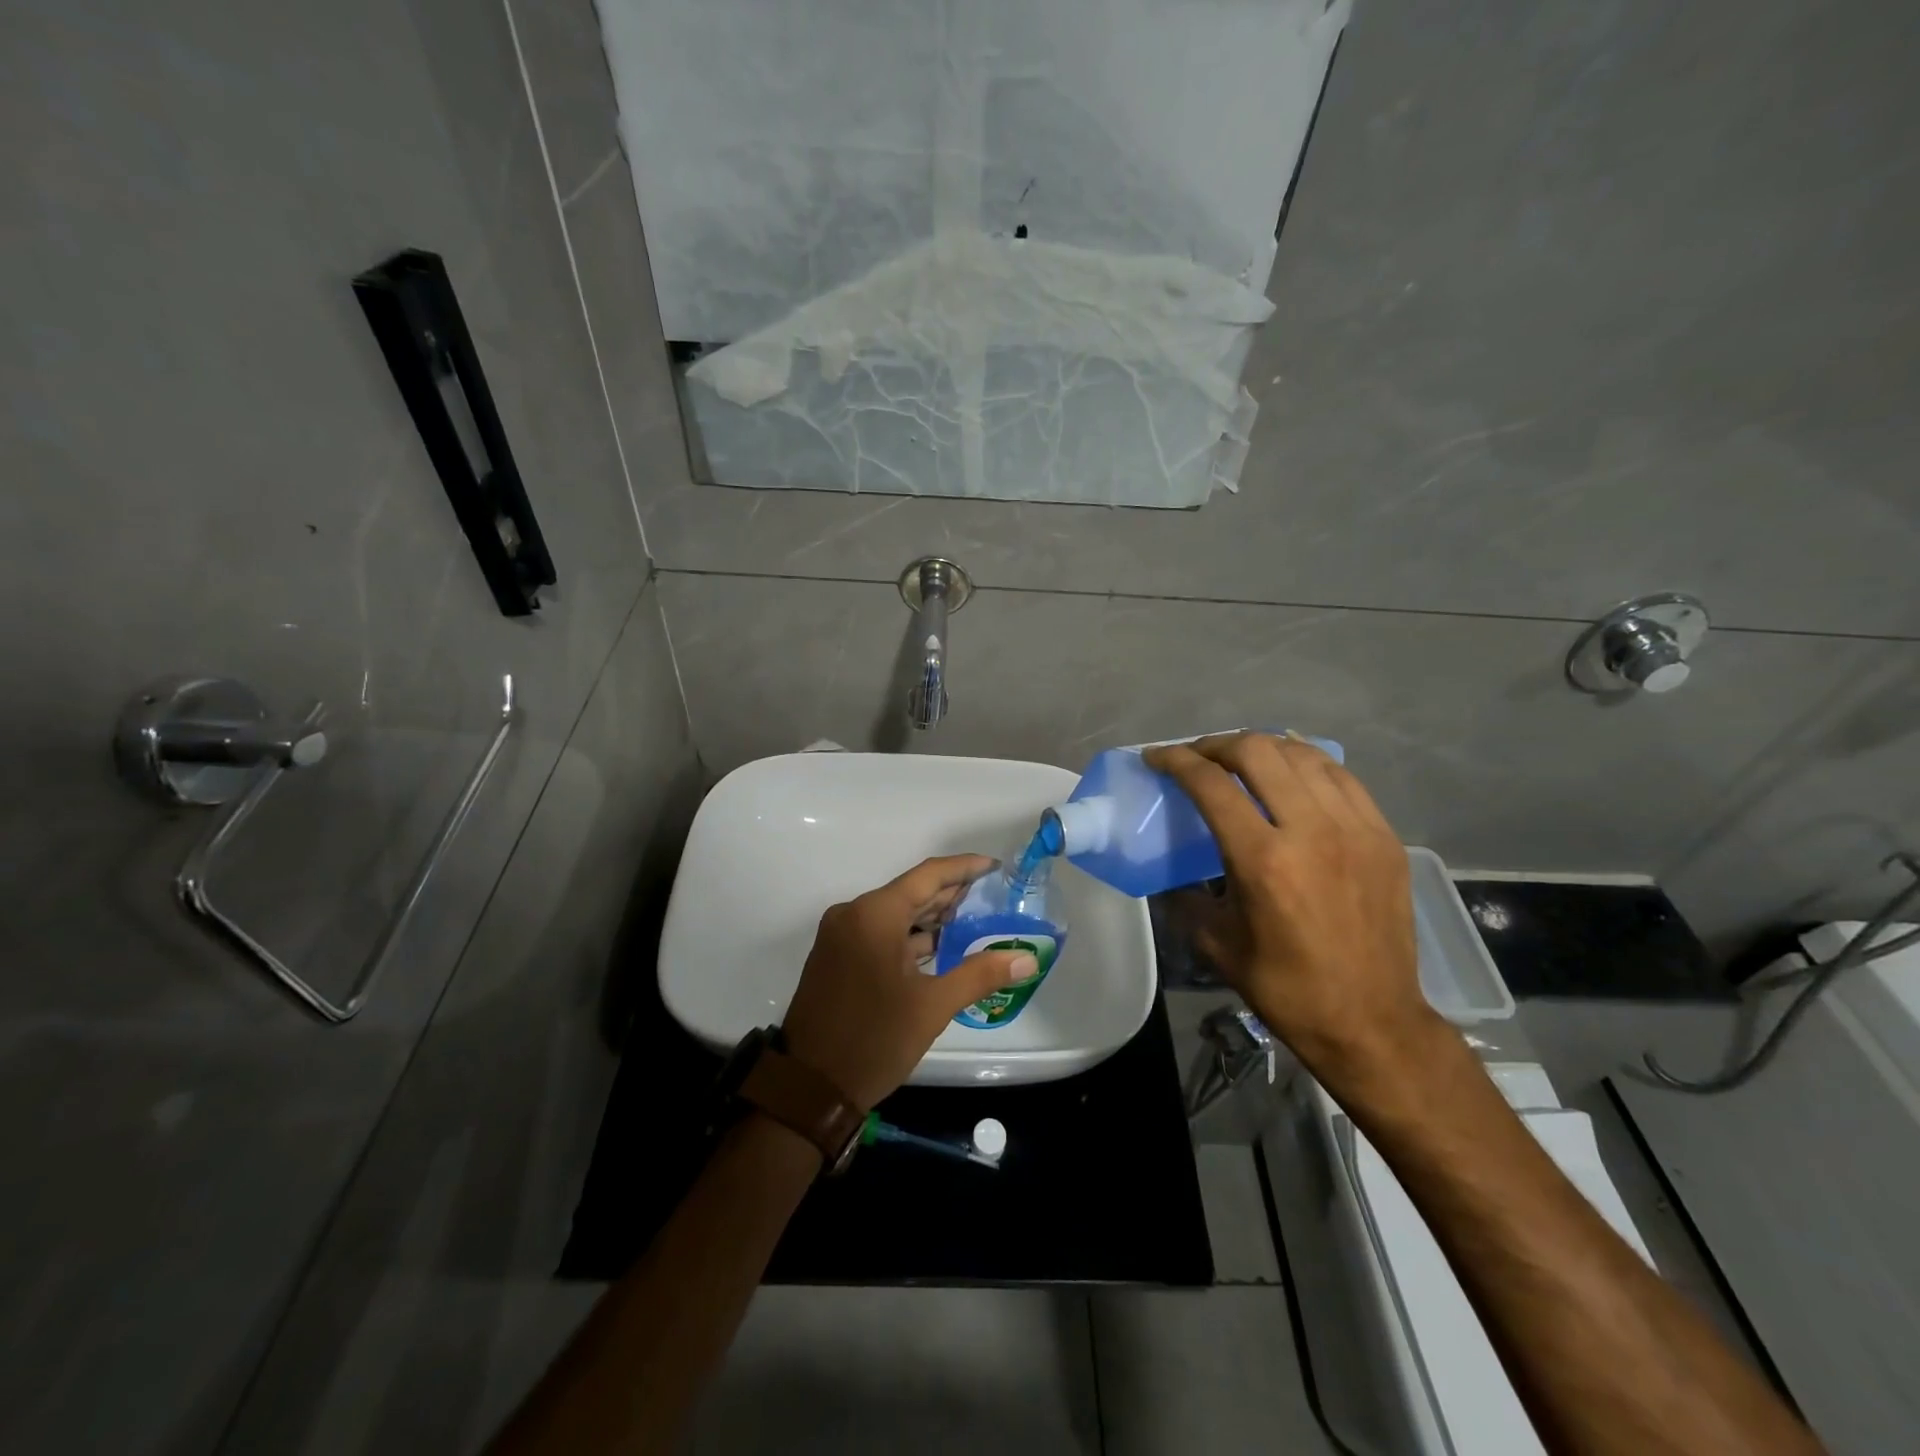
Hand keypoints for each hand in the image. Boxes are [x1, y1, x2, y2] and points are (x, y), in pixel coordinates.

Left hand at [782, 855, 1036, 1109]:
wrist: (810, 1088)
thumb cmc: (874, 1040)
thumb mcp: (933, 1006)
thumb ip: (980, 974)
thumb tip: (1027, 959)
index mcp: (874, 914)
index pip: (927, 876)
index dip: (964, 868)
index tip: (994, 867)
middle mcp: (853, 914)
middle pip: (910, 892)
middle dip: (950, 893)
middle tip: (990, 895)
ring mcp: (840, 935)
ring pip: (894, 914)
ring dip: (930, 917)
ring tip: (972, 919)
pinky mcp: (835, 956)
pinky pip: (879, 932)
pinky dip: (909, 936)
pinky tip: (938, 946)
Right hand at [1144, 733, 1437, 1087]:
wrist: (1371, 1021)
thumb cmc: (1285, 988)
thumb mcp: (1216, 943)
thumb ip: (1185, 895)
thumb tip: (1169, 871)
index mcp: (1263, 860)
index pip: (1211, 784)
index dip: (1176, 761)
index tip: (1157, 758)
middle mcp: (1311, 831)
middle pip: (1257, 752)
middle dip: (1216, 744)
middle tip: (1197, 758)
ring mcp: (1355, 829)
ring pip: (1301, 755)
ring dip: (1262, 748)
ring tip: (1241, 761)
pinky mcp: (1383, 836)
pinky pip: (1340, 776)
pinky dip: (1306, 764)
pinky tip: (1290, 775)